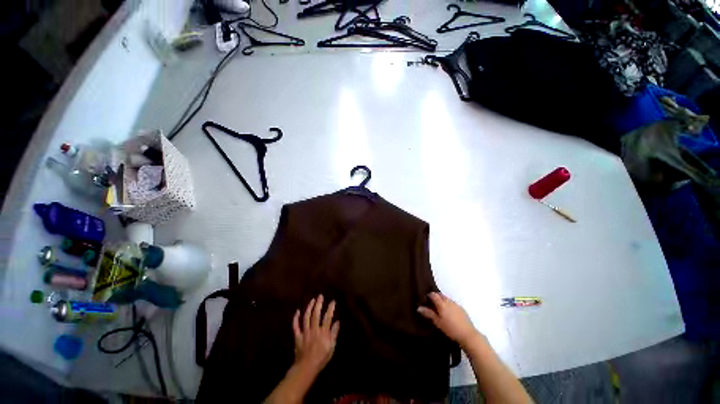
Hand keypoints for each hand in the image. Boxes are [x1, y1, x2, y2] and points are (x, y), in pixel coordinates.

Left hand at [292, 295, 339, 374]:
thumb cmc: (321, 358)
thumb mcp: (331, 347)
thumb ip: (334, 334)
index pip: (327, 317)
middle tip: (320, 296)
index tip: (333, 301)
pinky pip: (295, 326)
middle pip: (316, 314)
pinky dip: (295, 318)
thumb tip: (337, 322)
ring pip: (306, 317)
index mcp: (323, 332)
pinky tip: (297, 311)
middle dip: (318, 304)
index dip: (330, 308)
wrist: (306, 368)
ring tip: (312, 300)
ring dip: (309, 307)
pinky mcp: (297, 336)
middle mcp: (314, 330)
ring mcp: (305, 332)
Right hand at [418, 292, 479, 347]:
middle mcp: (448, 301)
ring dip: (442, 301)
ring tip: (440, 309)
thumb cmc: (450, 329)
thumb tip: (419, 308)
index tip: (426, 300)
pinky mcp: (461, 308)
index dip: (429, 295)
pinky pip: (452, 303)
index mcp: (442, 304)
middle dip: (436, 297)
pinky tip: (449, 313)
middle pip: (440, 295)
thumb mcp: (438, 322)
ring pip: (447, 298)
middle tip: (432, 304)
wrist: (468, 334)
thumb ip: (429, 314)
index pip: (433, 294)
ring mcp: (456, 304)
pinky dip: (449, 305)